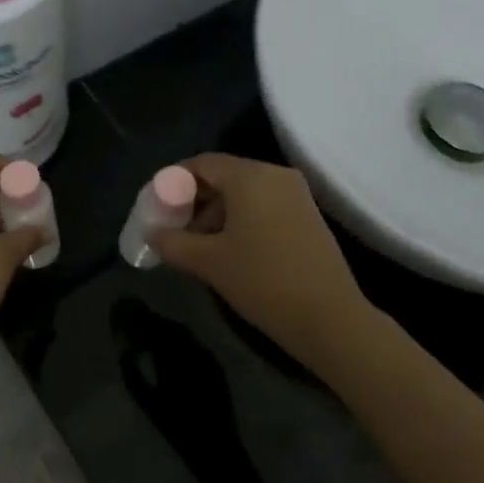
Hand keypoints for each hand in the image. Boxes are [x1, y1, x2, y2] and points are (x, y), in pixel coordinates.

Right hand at [149, 154, 371, 370]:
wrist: (329, 318)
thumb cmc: (263, 281)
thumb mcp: (208, 263)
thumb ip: (173, 242)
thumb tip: (153, 234)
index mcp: (250, 177)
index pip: (202, 164)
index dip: (173, 182)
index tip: (156, 207)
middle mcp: (276, 175)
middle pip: (224, 176)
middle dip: (194, 200)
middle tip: (173, 229)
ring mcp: (296, 195)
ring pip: (244, 193)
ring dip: (216, 213)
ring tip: (198, 246)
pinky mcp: (308, 216)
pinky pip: (264, 206)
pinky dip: (241, 220)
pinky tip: (229, 250)